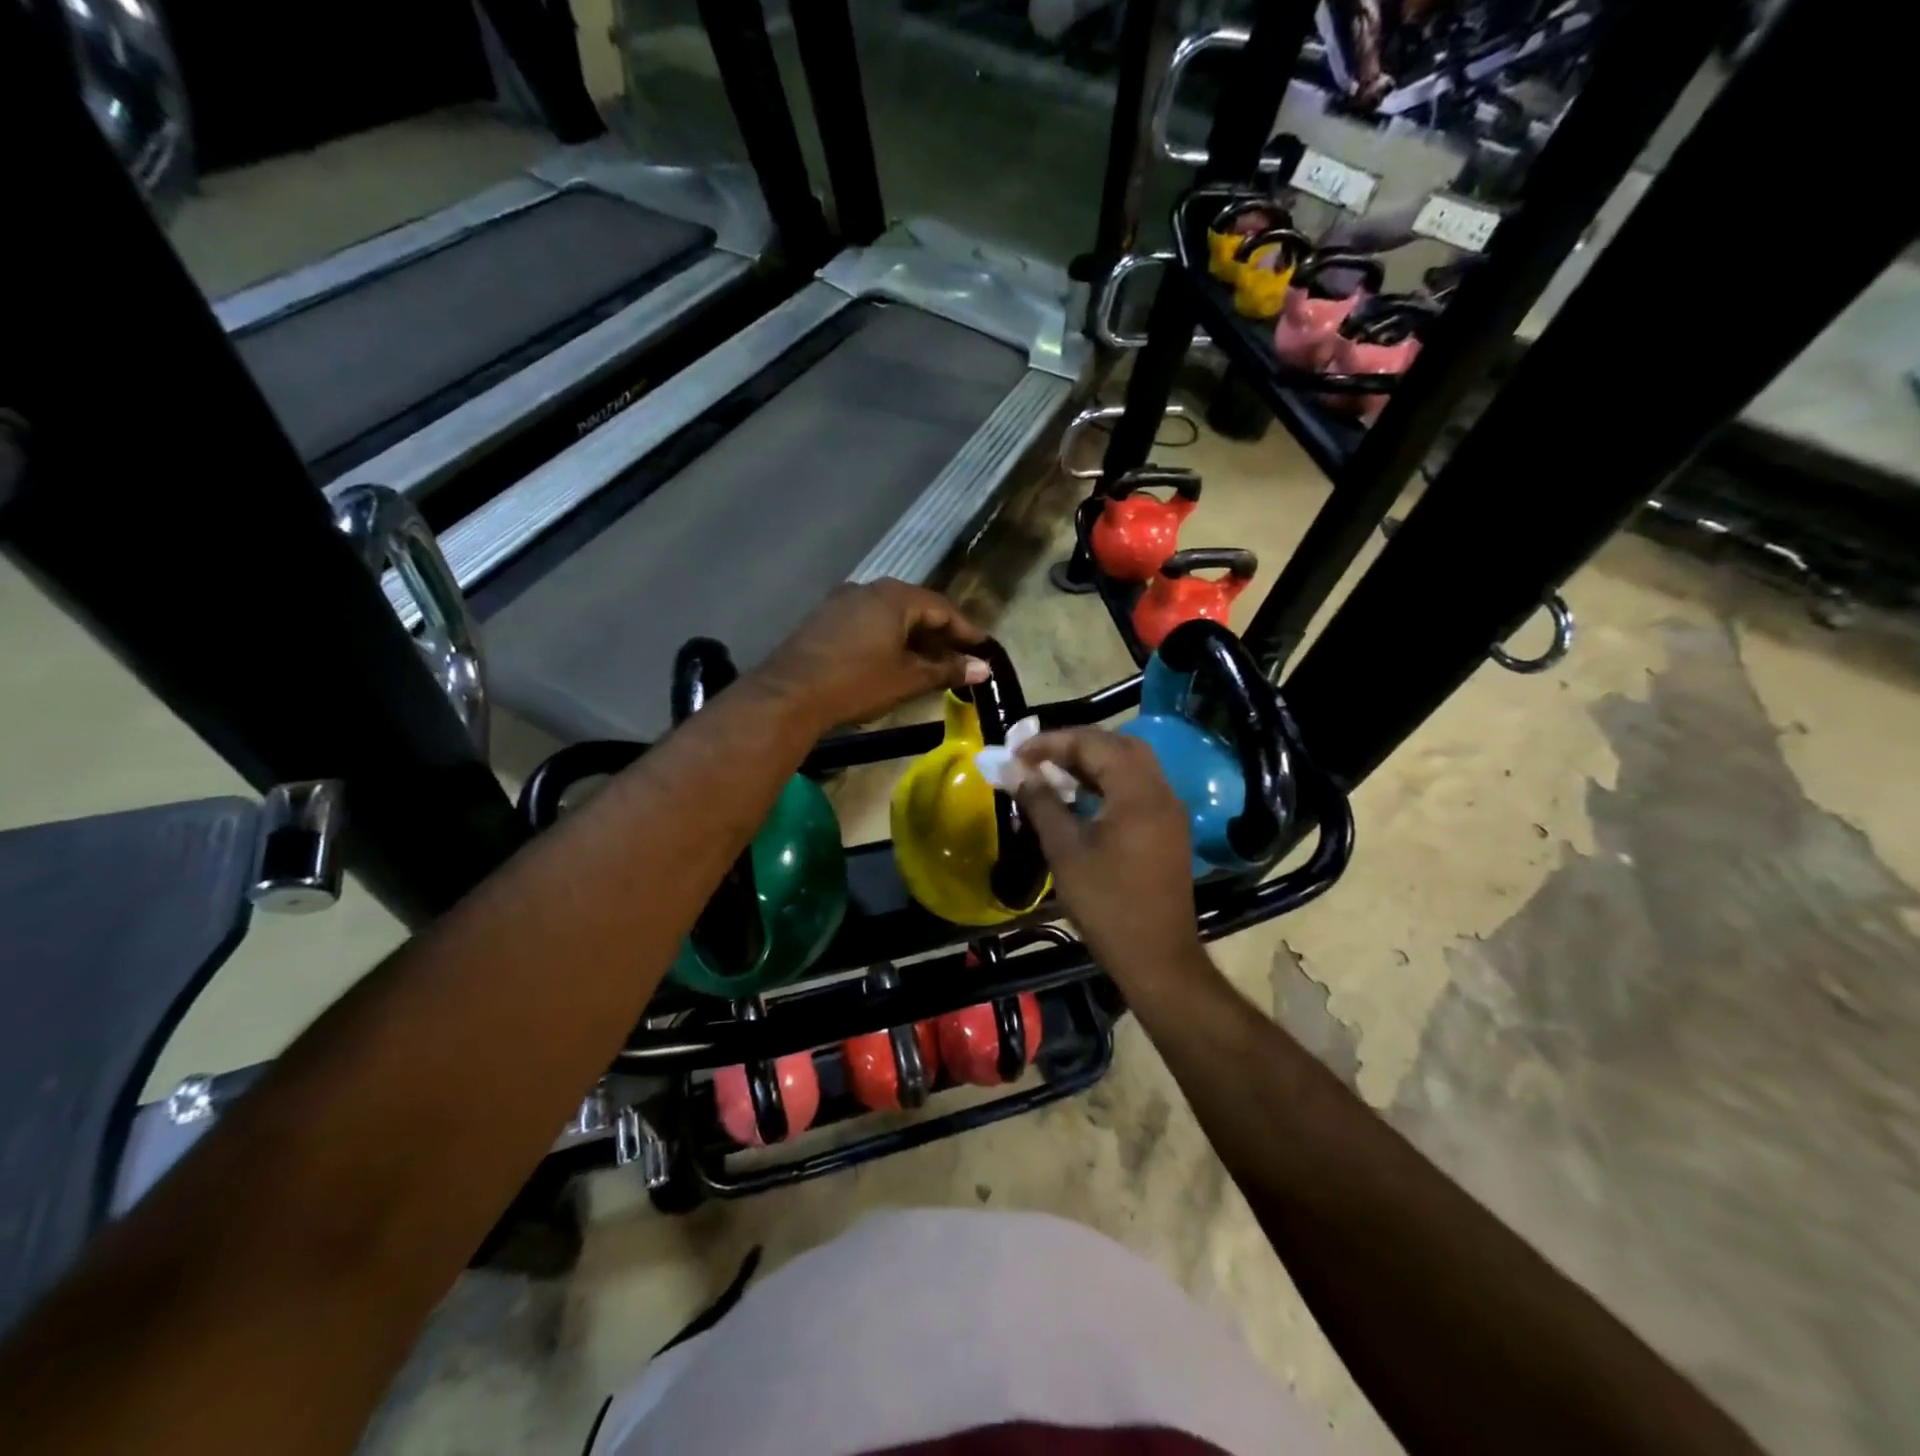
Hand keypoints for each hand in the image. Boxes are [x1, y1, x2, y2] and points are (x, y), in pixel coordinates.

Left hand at [755, 580, 988, 731]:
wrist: (790, 694)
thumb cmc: (857, 683)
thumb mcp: (908, 679)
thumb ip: (947, 670)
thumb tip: (983, 668)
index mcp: (895, 597)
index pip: (942, 608)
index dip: (965, 630)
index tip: (982, 649)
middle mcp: (869, 589)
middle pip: (915, 607)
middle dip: (939, 633)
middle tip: (958, 657)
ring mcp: (842, 601)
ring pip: (889, 614)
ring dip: (912, 636)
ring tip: (928, 662)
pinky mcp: (824, 618)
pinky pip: (867, 621)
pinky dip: (887, 637)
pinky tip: (891, 660)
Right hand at [1013, 728, 1214, 1000]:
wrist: (1156, 957)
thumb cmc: (1107, 904)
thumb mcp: (1065, 851)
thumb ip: (1041, 804)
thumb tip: (1016, 772)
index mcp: (1137, 792)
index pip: (1093, 743)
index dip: (1051, 742)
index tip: (1016, 752)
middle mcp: (1160, 791)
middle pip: (1118, 745)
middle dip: (1075, 745)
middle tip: (1038, 757)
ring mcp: (1169, 811)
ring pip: (1131, 765)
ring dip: (1093, 762)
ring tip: (1053, 773)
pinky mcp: (1168, 830)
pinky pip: (1138, 787)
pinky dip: (1108, 782)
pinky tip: (1081, 798)